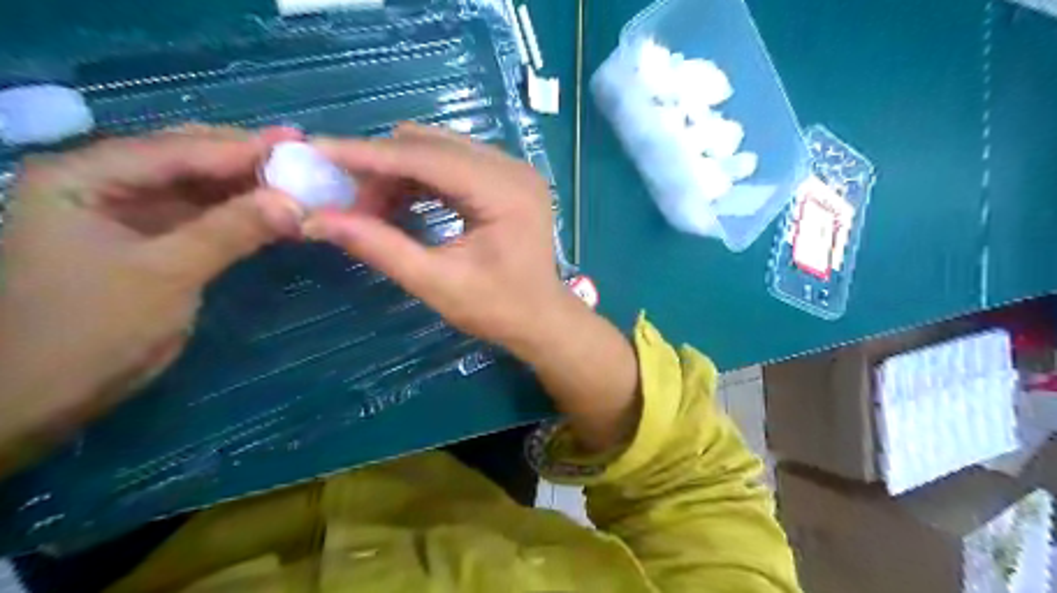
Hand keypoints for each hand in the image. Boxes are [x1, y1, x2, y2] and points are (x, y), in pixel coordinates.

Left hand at [0, 123, 299, 459]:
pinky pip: (202, 217)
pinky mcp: (151, 241)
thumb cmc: (91, 328)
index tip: (296, 144)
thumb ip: (231, 231)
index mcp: (83, 177)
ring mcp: (127, 213)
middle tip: (300, 155)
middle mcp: (102, 184)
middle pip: (185, 159)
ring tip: (296, 180)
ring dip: (246, 187)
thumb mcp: (167, 274)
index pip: (174, 150)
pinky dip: (239, 215)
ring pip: (198, 188)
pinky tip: (272, 212)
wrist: (44, 393)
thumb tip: (294, 202)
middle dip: (244, 159)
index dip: (238, 147)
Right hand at [301, 122, 638, 450]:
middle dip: (381, 166)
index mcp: (504, 192)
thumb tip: (317, 220)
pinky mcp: (506, 179)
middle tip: (343, 195)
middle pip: (431, 145)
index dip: (367, 154)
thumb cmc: (498, 309)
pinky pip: (452, 163)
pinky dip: (420, 179)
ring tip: (369, 208)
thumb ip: (380, 248)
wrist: (542, 319)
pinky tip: (398, 203)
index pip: (426, 157)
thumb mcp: (436, 284)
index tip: (315, 150)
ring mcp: (512, 170)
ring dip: (398, 172)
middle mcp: (512, 168)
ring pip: (439, 150)